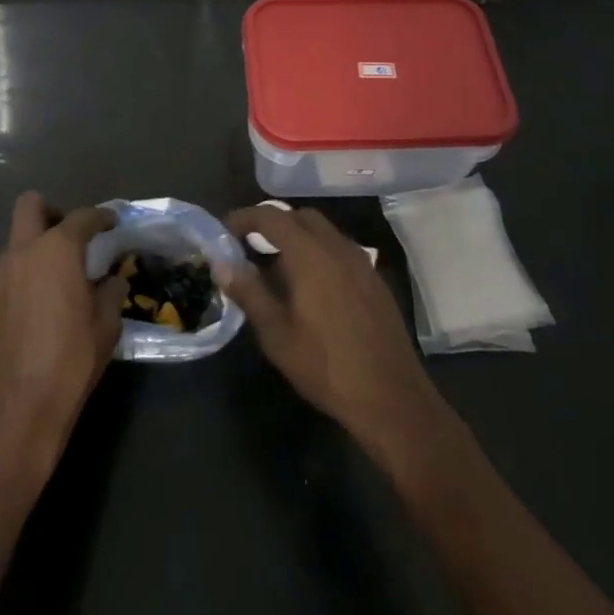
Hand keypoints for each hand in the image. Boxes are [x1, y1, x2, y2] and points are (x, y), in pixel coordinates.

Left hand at [0, 193, 123, 480]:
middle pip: (30, 206)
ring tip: (55, 280)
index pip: (82, 217)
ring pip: (15, 243)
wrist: (19, 408)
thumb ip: (110, 291)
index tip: (111, 222)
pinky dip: (21, 279)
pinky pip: (5, 276)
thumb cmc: (72, 359)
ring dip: (35, 250)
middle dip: (51, 212)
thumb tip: (110, 280)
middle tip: (70, 236)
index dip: (100, 217)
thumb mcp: (106, 324)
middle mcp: (22, 253)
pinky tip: (34, 310)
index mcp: (57, 250)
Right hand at [223, 205, 444, 456]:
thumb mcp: (276, 334)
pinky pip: (340, 250)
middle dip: (272, 224)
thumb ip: (249, 293)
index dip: (245, 218)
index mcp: (311, 255)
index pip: (272, 217)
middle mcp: (338, 247)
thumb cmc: (326, 366)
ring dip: (297, 238)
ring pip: (323, 232)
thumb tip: (222, 264)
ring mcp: (361, 262)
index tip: (224, 230)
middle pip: (301, 217)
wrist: (391, 397)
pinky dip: (318, 253)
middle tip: (249, 246)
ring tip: (276, 269)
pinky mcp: (374, 279)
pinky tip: (310, 287)